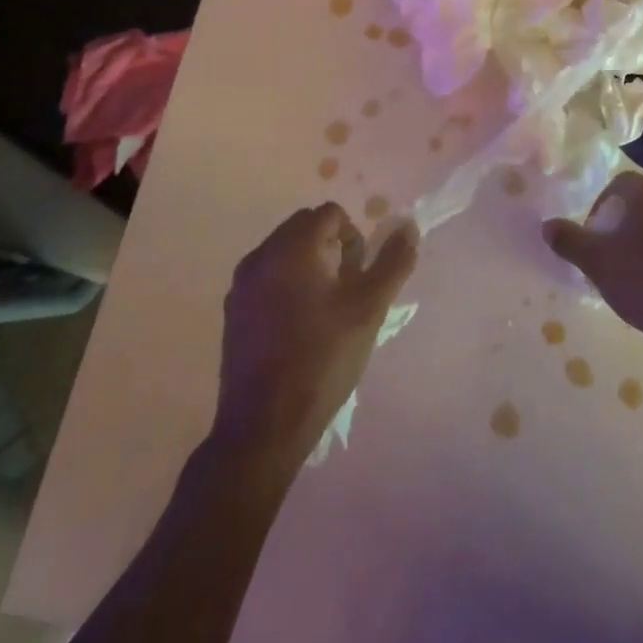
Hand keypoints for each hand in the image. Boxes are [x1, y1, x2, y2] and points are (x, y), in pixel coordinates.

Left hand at [212, 203, 418, 464]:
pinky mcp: (233, 312)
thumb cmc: (322, 360)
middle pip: (305, 227)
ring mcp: (241, 285)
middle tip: (346, 291)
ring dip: (310, 265)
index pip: (330, 214)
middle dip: (332, 248)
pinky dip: (288, 285)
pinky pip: (268, 277)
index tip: (359, 278)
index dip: (354, 239)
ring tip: (326, 311)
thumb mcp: (369, 309)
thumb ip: (393, 262)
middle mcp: (261, 256)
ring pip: (285, 252)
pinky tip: (299, 328)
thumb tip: (410, 227)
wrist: (263, 428)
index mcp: (292, 248)